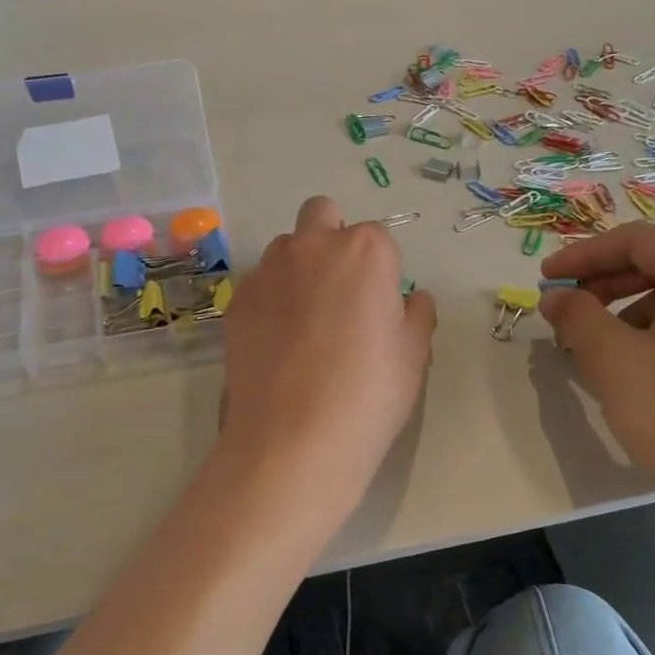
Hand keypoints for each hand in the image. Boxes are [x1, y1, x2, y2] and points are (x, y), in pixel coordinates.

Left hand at [218, 197, 436, 518]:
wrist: (294, 438)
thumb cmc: (368, 394)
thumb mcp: (414, 356)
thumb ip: (417, 315)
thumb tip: (412, 299)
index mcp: (365, 251)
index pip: (379, 238)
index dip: (383, 271)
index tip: (380, 306)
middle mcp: (312, 247)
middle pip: (323, 216)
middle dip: (334, 238)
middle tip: (342, 291)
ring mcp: (267, 272)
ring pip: (286, 247)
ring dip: (300, 265)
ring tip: (306, 320)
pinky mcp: (236, 303)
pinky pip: (259, 284)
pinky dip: (272, 298)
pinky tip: (278, 343)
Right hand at [537, 222, 654, 509]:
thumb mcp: (615, 361)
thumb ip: (577, 317)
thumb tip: (556, 297)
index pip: (636, 241)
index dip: (582, 256)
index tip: (544, 281)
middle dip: (602, 287)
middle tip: (563, 315)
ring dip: (623, 316)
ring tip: (592, 352)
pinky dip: (651, 337)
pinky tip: (631, 372)